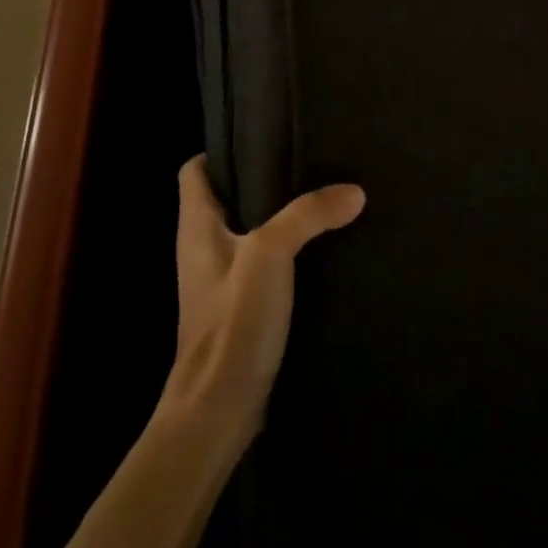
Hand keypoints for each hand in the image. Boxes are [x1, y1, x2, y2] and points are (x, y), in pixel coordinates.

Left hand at [166, 155, 365, 431]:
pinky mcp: (237, 309)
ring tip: (316, 198)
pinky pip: (259, 264)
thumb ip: (308, 216)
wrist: (218, 410)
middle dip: (259, 178)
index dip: (219, 150)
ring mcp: (218, 281)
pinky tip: (316, 250)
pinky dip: (283, 252)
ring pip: (244, 231)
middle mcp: (200, 248)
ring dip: (274, 216)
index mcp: (195, 226)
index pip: (193, 171)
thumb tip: (354, 191)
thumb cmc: (231, 322)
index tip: (260, 137)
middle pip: (223, 197)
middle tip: (302, 161)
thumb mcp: (270, 255)